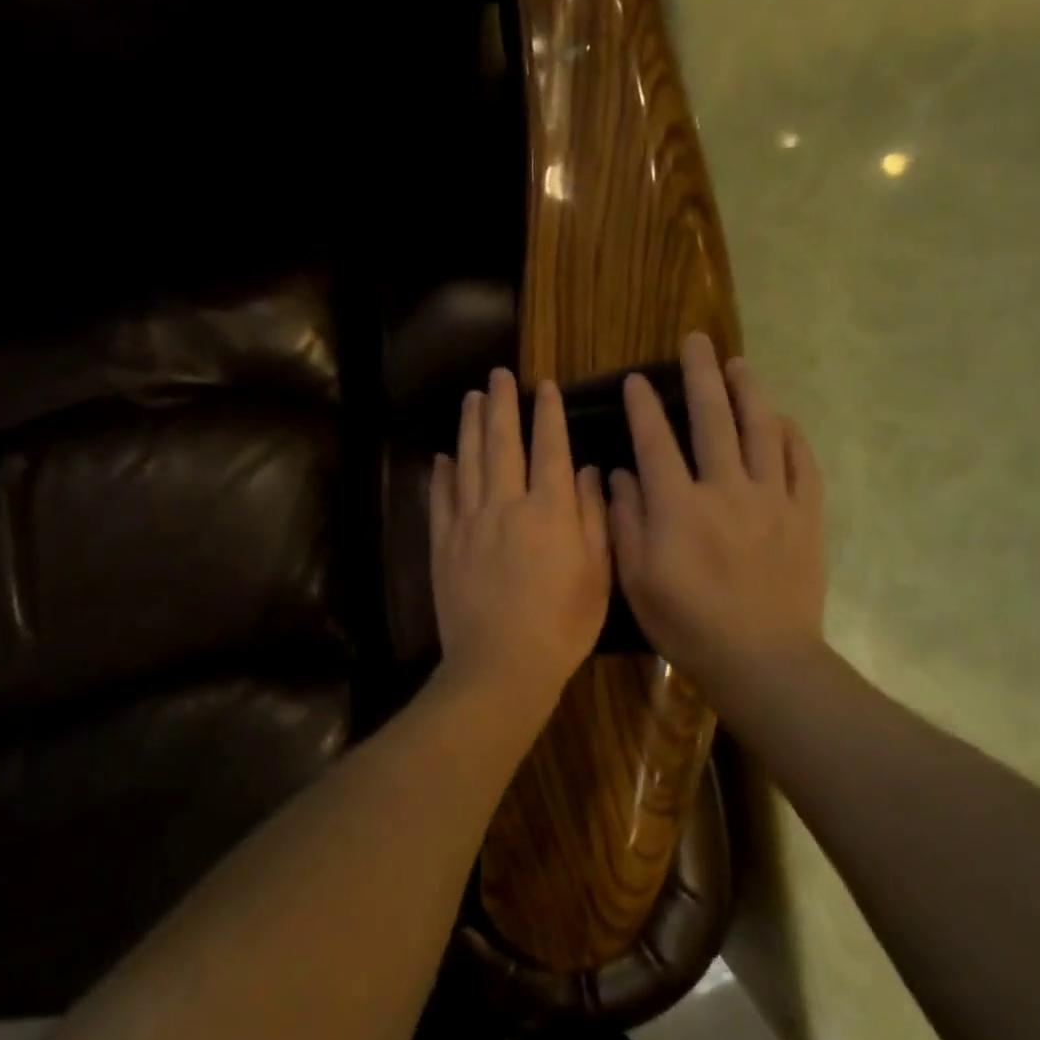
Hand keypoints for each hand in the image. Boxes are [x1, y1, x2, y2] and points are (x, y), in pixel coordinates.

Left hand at [430, 368, 610, 719]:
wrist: (500, 665)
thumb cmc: (562, 625)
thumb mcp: (598, 574)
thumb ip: (594, 518)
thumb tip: (590, 472)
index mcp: (550, 510)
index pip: (550, 448)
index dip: (548, 414)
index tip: (545, 386)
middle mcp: (506, 505)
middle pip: (502, 443)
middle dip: (501, 404)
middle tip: (497, 374)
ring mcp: (468, 522)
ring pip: (468, 461)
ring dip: (470, 426)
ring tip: (470, 398)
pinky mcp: (443, 544)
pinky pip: (441, 498)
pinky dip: (442, 474)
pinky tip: (443, 456)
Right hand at [608, 333, 827, 708]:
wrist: (761, 658)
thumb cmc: (688, 624)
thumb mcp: (636, 580)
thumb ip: (626, 523)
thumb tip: (619, 476)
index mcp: (678, 507)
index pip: (656, 442)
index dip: (643, 407)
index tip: (636, 379)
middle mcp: (725, 489)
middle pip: (712, 419)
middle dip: (700, 376)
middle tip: (696, 342)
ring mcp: (771, 499)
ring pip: (761, 430)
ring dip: (748, 391)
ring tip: (739, 364)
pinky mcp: (805, 514)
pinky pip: (801, 463)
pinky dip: (790, 435)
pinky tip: (781, 418)